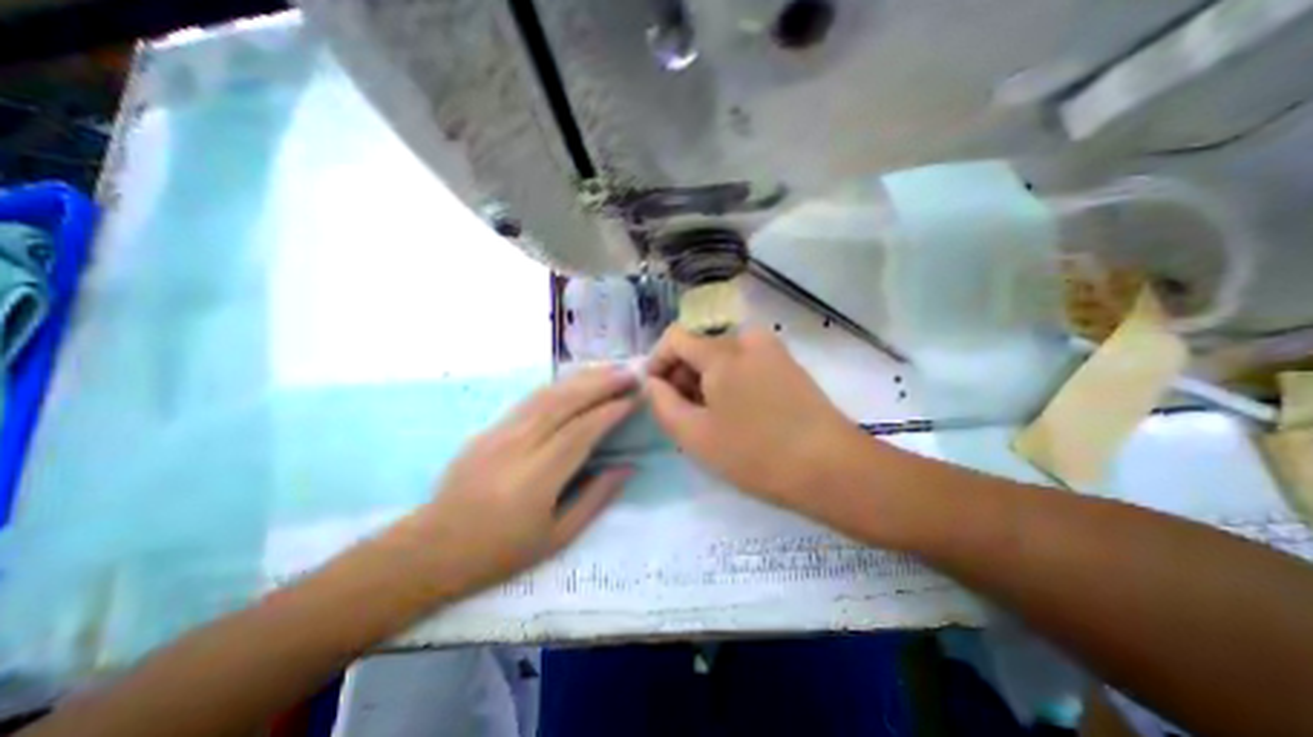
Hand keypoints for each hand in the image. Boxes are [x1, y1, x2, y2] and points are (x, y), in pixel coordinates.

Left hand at [399, 367, 635, 596]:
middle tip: (629, 374)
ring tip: (609, 370)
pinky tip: (575, 380)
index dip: (611, 411)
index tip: (635, 398)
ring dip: (581, 378)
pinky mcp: (489, 428)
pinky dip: (559, 385)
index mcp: (537, 478)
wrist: (433, 548)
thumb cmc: (500, 551)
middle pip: (565, 402)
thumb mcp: (558, 537)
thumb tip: (628, 467)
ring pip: (547, 394)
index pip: (582, 431)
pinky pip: (530, 399)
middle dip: (601, 383)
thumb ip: (596, 497)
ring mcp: (500, 432)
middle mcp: (518, 446)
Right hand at [645, 328, 864, 512]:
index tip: (657, 394)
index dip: (657, 362)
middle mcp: (747, 339)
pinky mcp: (788, 365)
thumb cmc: (755, 453)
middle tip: (684, 415)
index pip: (675, 337)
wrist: (831, 468)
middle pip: (699, 347)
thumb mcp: (695, 435)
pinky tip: (738, 415)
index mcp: (722, 351)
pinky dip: (730, 383)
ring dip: (706, 382)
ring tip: (711, 420)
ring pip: (722, 357)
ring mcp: (772, 350)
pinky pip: (745, 364)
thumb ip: (662, 403)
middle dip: (683, 376)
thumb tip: (653, 382)